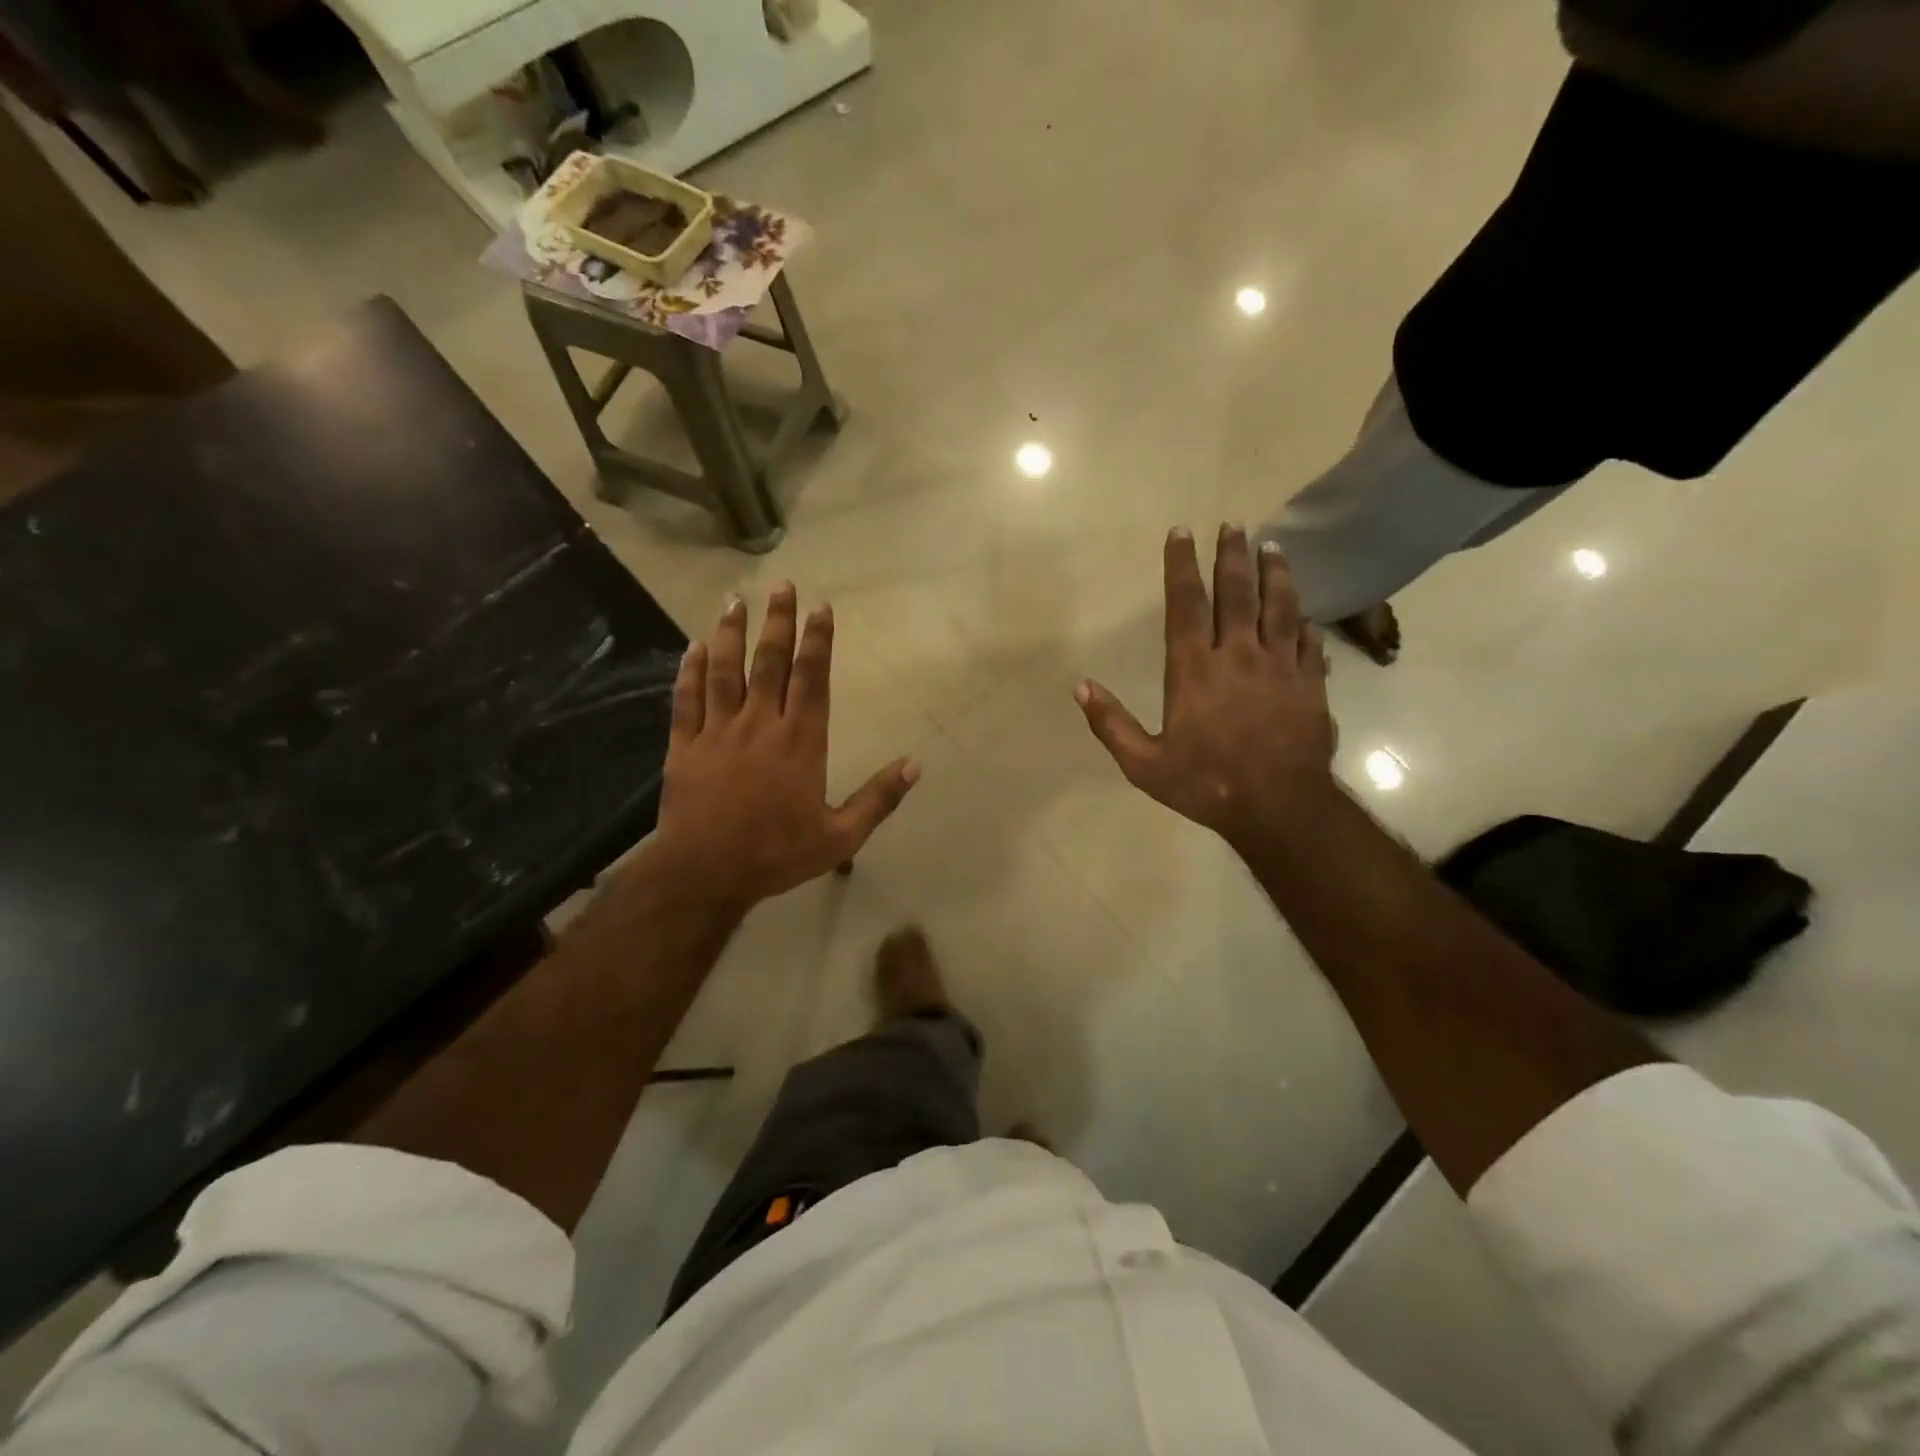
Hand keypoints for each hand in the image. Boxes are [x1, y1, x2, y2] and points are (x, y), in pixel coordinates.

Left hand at [653, 584, 918, 906]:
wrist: (705, 874)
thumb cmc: (777, 854)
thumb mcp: (840, 836)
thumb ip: (878, 798)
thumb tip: (916, 765)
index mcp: (800, 741)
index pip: (812, 678)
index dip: (818, 640)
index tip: (821, 608)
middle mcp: (760, 724)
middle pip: (770, 662)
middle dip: (778, 622)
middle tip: (782, 586)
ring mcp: (718, 732)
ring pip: (725, 671)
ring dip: (731, 633)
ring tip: (735, 601)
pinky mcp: (685, 746)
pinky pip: (686, 699)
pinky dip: (689, 670)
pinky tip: (694, 646)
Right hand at [1076, 525, 1336, 849]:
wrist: (1279, 807)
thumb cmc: (1205, 784)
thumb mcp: (1144, 764)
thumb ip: (1111, 724)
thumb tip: (1080, 687)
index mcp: (1193, 670)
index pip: (1185, 604)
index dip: (1181, 565)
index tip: (1182, 532)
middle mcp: (1237, 655)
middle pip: (1236, 593)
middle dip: (1231, 556)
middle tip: (1233, 525)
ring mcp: (1279, 666)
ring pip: (1279, 607)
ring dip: (1275, 574)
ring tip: (1272, 547)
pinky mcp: (1310, 683)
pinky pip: (1308, 641)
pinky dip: (1304, 621)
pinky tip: (1304, 611)